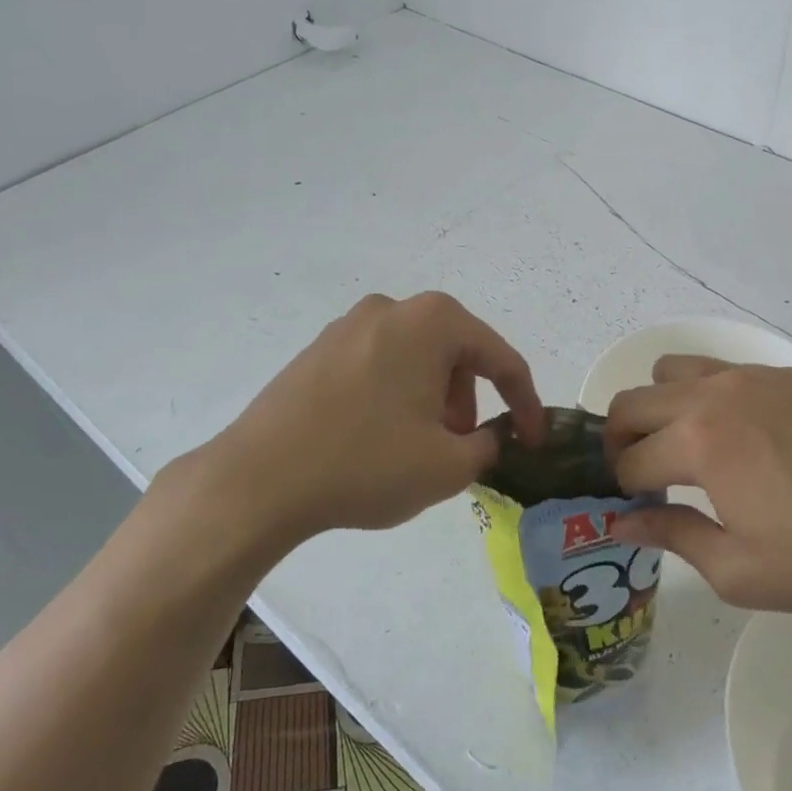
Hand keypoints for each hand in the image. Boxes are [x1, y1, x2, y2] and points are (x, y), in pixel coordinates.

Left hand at [157, 293, 545, 561]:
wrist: (258, 481)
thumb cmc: (366, 464)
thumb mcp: (448, 466)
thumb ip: (489, 445)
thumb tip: (492, 437)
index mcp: (432, 322)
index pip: (501, 359)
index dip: (526, 403)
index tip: (533, 440)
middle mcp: (392, 309)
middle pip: (456, 353)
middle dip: (470, 400)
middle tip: (463, 446)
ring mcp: (348, 325)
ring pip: (416, 359)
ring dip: (433, 398)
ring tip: (419, 446)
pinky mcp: (318, 350)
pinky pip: (379, 365)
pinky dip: (396, 395)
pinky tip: (379, 437)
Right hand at [604, 357, 791, 619]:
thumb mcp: (741, 571)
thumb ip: (672, 536)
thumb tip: (622, 520)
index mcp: (699, 442)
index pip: (629, 460)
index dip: (620, 490)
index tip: (632, 511)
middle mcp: (715, 394)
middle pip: (634, 401)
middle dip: (620, 440)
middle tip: (643, 478)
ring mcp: (754, 376)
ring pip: (674, 370)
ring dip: (661, 407)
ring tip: (688, 448)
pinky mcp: (789, 375)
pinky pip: (723, 370)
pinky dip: (707, 396)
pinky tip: (744, 438)